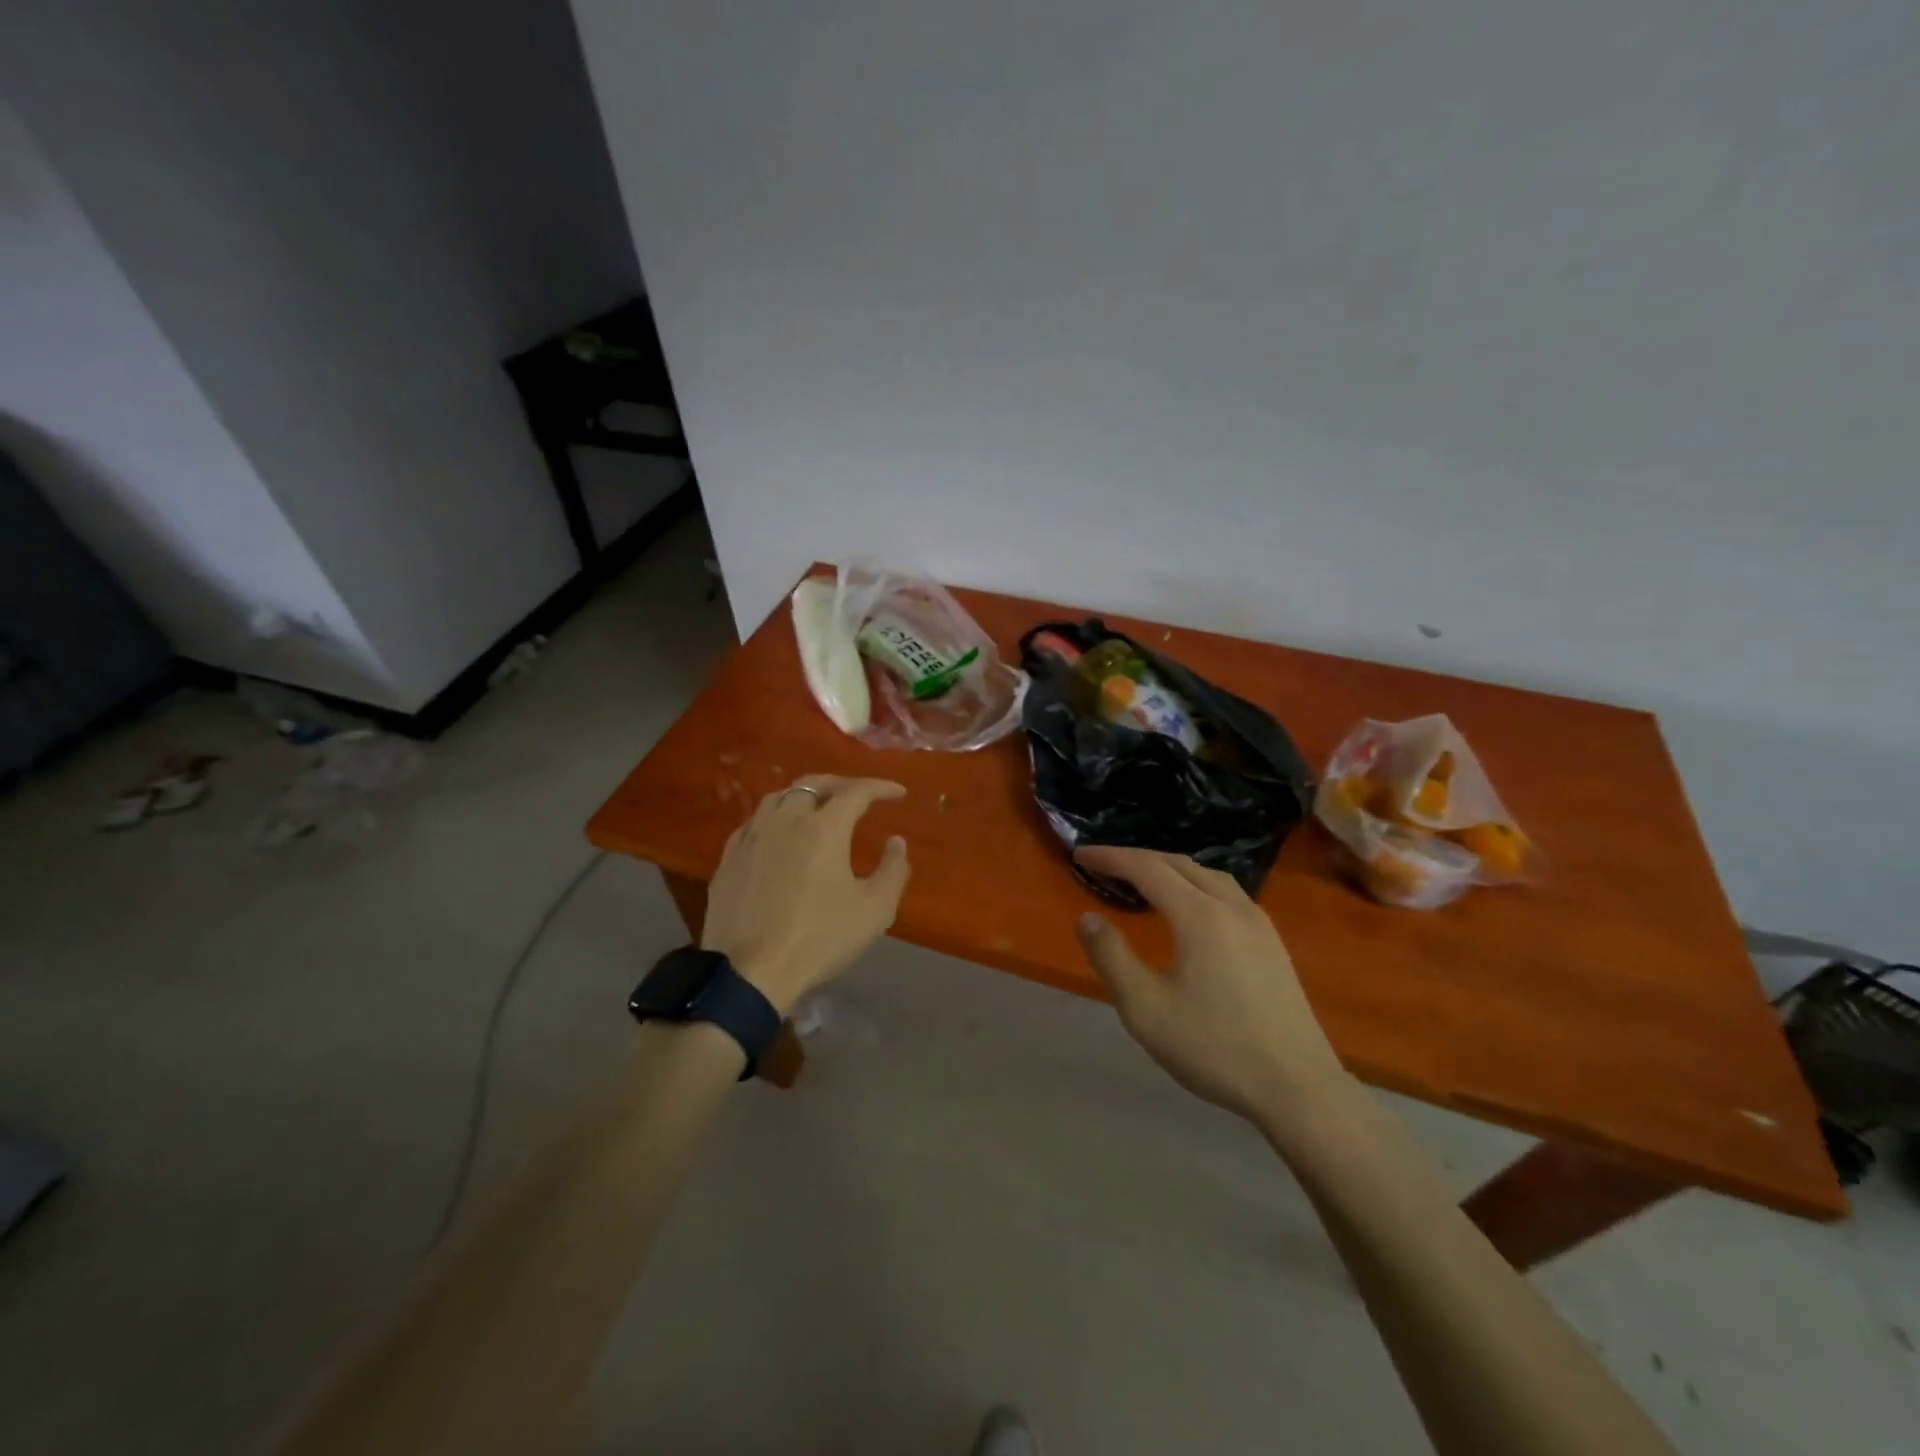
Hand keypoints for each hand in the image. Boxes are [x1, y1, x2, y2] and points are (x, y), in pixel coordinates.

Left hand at [701, 775, 911, 1014]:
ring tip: (818, 808)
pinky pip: (754, 822)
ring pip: (778, 797)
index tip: (898, 793)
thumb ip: (893, 870)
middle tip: (859, 795)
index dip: (880, 788)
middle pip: (812, 784)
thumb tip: (896, 842)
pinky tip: (779, 835)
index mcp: (822, 828)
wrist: (749, 973)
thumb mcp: (874, 910)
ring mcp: (751, 838)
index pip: (856, 792)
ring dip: (804, 795)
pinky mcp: (728, 859)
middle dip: (840, 784)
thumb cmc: (819, 939)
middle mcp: (784, 821)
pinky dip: (775, 817)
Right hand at [1072, 847, 1352, 1125]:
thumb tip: (1087, 918)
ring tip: (1143, 880)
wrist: (1299, 1089)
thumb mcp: (1146, 1009)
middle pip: (1178, 863)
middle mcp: (1231, 907)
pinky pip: (1227, 893)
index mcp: (1199, 916)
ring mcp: (1259, 923)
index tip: (1080, 856)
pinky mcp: (1273, 942)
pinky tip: (1190, 908)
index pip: (1146, 868)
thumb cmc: (1215, 1048)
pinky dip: (1195, 884)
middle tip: (1104, 865)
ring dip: (1169, 868)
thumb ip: (1112, 958)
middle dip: (1137, 858)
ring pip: (1207, 875)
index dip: (1111, 857)